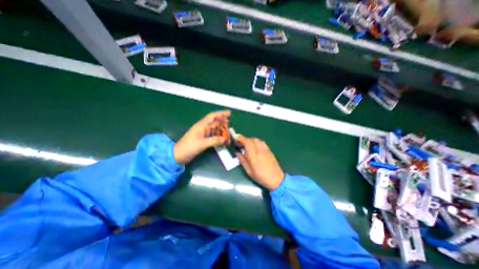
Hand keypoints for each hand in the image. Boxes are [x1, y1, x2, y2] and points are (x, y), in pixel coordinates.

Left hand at [173, 109, 230, 163]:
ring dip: (221, 132)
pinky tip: (222, 140)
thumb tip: (226, 140)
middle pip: (215, 123)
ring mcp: (203, 133)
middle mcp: (203, 128)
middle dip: (223, 125)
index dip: (221, 114)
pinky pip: (213, 135)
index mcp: (201, 125)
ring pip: (215, 130)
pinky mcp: (203, 139)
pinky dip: (218, 137)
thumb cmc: (188, 147)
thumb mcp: (202, 144)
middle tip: (230, 129)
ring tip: (228, 136)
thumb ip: (215, 141)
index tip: (229, 113)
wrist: (178, 155)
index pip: (212, 116)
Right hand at [235, 135, 283, 189]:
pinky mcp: (269, 150)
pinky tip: (255, 147)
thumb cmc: (261, 177)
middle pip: (252, 139)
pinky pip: (262, 142)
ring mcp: (266, 150)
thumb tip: (237, 152)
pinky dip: (257, 142)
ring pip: (257, 140)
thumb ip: (242, 160)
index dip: (241, 138)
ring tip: (247, 145)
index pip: (247, 143)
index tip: (236, 137)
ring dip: (251, 140)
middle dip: (245, 139)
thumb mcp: (249, 171)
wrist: (276, 179)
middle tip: (240, 144)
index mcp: (254, 156)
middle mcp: (260, 150)